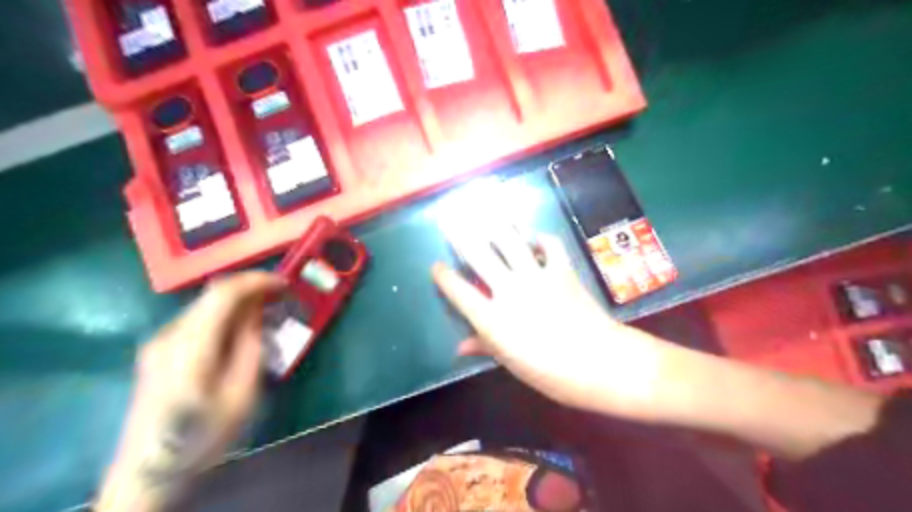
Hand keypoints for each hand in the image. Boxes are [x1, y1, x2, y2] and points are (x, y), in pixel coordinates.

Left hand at [97, 270, 282, 508]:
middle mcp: (170, 335)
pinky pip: (198, 319)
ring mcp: (160, 342)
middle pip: (212, 294)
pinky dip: (224, 314)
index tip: (284, 283)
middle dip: (250, 288)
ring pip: (205, 305)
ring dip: (238, 301)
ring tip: (266, 310)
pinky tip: (241, 328)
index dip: (256, 281)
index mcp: (190, 345)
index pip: (223, 293)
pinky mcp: (159, 350)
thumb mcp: (241, 393)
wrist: (149, 469)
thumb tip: (257, 313)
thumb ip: (250, 346)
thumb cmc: (203, 434)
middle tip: (281, 295)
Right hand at [432, 227, 675, 421]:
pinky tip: (533, 235)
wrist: (599, 362)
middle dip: (461, 235)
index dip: (444, 278)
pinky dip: (540, 238)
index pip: (459, 292)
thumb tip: (459, 347)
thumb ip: (484, 347)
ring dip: (495, 224)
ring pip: (510, 242)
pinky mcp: (562, 271)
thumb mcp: (511, 363)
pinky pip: (550, 245)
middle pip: (479, 256)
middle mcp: (510, 290)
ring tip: (484, 210)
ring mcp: (536, 276)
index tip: (436, 266)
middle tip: (450, 219)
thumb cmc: (550, 372)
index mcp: (493, 319)